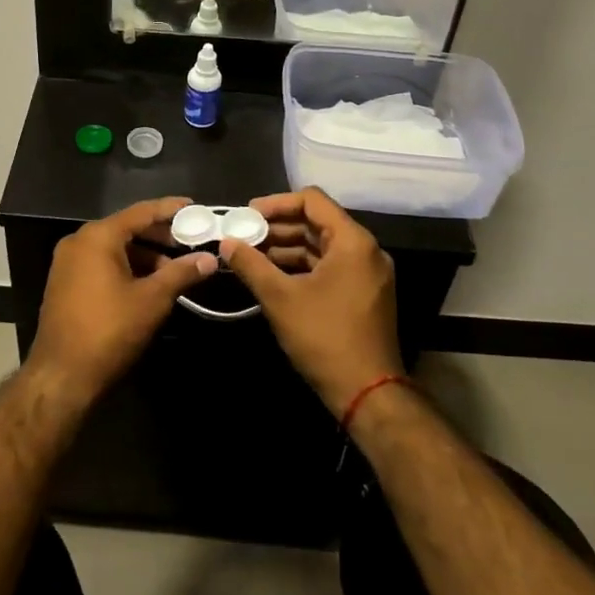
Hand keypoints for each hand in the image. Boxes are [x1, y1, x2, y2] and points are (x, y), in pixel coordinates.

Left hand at [28, 198, 217, 404]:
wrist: (62, 376)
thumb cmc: (109, 330)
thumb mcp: (152, 300)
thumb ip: (181, 273)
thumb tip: (210, 259)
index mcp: (97, 236)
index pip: (141, 212)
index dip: (170, 209)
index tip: (194, 206)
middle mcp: (79, 241)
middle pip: (126, 228)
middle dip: (159, 235)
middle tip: (190, 240)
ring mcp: (68, 262)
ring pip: (114, 248)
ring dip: (144, 255)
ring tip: (175, 269)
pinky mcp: (65, 283)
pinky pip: (101, 263)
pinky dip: (126, 267)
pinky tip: (148, 283)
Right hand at [220, 188, 402, 416]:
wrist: (368, 394)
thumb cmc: (324, 338)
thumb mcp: (280, 298)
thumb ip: (251, 264)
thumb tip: (226, 242)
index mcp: (352, 241)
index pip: (312, 200)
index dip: (276, 203)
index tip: (247, 215)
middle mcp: (366, 250)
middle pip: (317, 222)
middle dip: (278, 227)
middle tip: (244, 236)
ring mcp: (368, 273)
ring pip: (322, 246)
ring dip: (287, 248)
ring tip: (252, 256)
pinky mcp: (364, 294)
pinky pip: (330, 266)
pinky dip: (302, 266)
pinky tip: (273, 276)